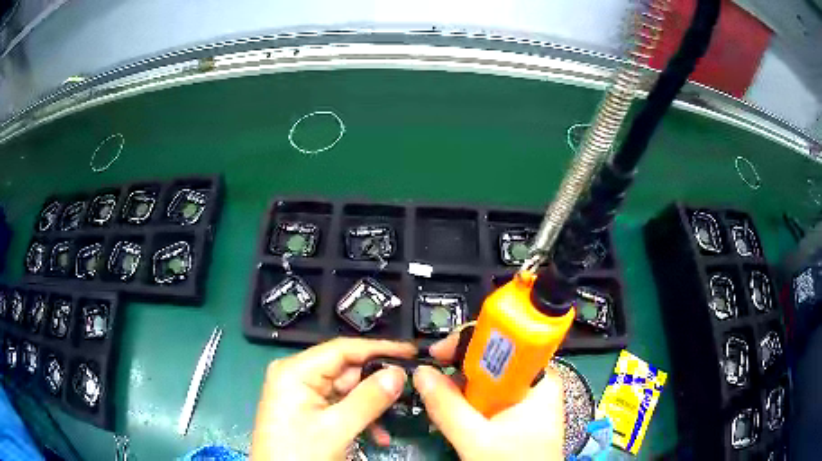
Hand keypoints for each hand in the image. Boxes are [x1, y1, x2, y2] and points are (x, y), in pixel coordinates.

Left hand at [251, 338, 415, 459]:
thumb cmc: (300, 453)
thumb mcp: (336, 428)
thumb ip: (368, 399)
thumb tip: (398, 373)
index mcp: (296, 371)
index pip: (343, 349)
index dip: (379, 349)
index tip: (410, 352)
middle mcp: (297, 376)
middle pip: (346, 371)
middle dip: (376, 385)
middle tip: (408, 391)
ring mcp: (301, 394)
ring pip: (346, 391)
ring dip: (371, 407)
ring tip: (393, 421)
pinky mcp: (307, 411)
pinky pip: (339, 407)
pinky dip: (359, 418)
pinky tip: (377, 435)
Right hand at [413, 331, 563, 459]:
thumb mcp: (477, 440)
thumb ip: (448, 407)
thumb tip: (421, 373)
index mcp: (539, 379)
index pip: (504, 341)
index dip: (469, 342)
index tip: (438, 354)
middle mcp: (536, 381)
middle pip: (493, 359)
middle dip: (459, 372)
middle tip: (432, 385)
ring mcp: (528, 396)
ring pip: (487, 380)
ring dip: (461, 391)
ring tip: (443, 409)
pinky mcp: (519, 410)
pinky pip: (490, 396)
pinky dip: (469, 404)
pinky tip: (458, 419)